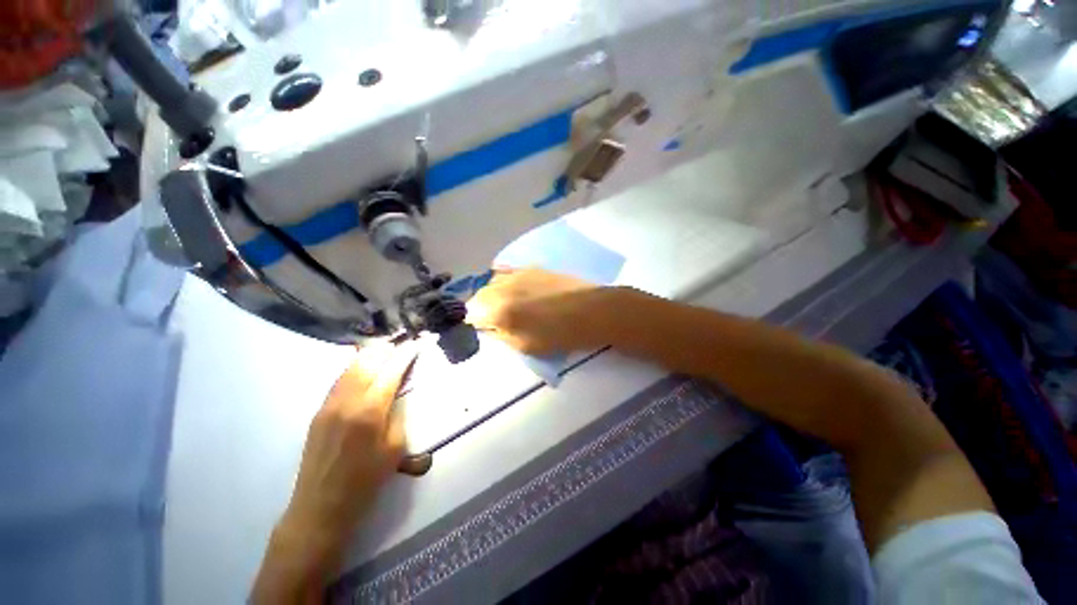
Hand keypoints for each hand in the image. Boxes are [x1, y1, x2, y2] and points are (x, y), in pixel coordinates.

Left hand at [283, 342, 416, 550]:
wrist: (321, 506)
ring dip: (370, 354)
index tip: (416, 344)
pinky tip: (363, 365)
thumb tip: (399, 392)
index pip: (391, 371)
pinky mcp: (319, 411)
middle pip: (368, 362)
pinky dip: (355, 367)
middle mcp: (347, 401)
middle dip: (387, 348)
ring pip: (351, 367)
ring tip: (385, 347)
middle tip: (402, 342)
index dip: (406, 355)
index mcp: (370, 411)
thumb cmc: (366, 480)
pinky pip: (339, 380)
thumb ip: (398, 413)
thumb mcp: (395, 447)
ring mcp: (329, 404)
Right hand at [467, 268, 608, 354]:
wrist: (592, 311)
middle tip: (491, 319)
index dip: (474, 323)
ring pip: (491, 282)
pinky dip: (503, 281)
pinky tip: (512, 289)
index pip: (472, 314)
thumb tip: (488, 326)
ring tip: (503, 305)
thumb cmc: (560, 335)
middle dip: (480, 307)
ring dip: (491, 294)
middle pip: (479, 295)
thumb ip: (501, 335)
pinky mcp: (530, 267)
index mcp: (500, 310)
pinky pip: (507, 271)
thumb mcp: (526, 346)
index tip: (482, 328)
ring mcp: (517, 274)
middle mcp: (503, 287)